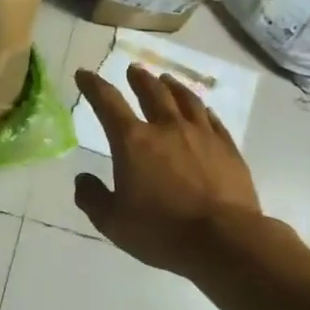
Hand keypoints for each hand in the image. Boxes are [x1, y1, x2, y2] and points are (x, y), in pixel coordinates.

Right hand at [74, 64, 262, 274]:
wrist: (224, 240)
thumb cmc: (161, 231)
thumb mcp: (113, 222)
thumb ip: (92, 198)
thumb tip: (82, 179)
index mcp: (133, 141)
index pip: (107, 102)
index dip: (93, 85)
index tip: (84, 74)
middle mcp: (167, 128)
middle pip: (152, 92)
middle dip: (139, 78)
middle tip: (133, 69)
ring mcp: (201, 135)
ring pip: (185, 99)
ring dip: (172, 86)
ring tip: (166, 79)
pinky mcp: (227, 148)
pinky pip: (212, 119)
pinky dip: (202, 109)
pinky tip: (202, 109)